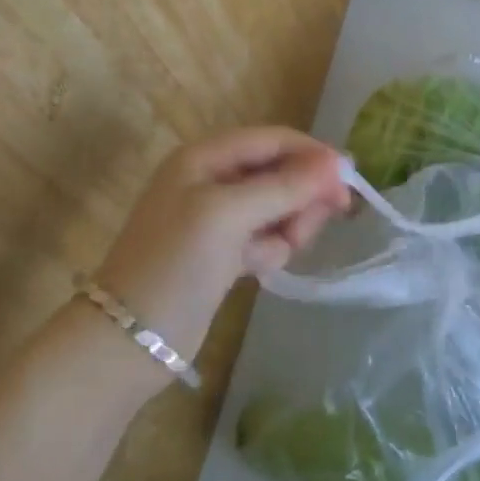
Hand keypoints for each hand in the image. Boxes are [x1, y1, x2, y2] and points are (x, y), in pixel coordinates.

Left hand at [88, 128, 349, 371]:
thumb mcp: (229, 215)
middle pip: (280, 172)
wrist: (129, 340)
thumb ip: (284, 186)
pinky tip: (257, 269)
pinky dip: (270, 249)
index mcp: (205, 157)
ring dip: (286, 227)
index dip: (312, 154)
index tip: (350, 179)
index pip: (273, 140)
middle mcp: (212, 179)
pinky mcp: (223, 251)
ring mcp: (217, 217)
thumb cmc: (175, 264)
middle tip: (309, 227)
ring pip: (278, 207)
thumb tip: (337, 163)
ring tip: (273, 253)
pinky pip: (267, 236)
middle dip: (300, 197)